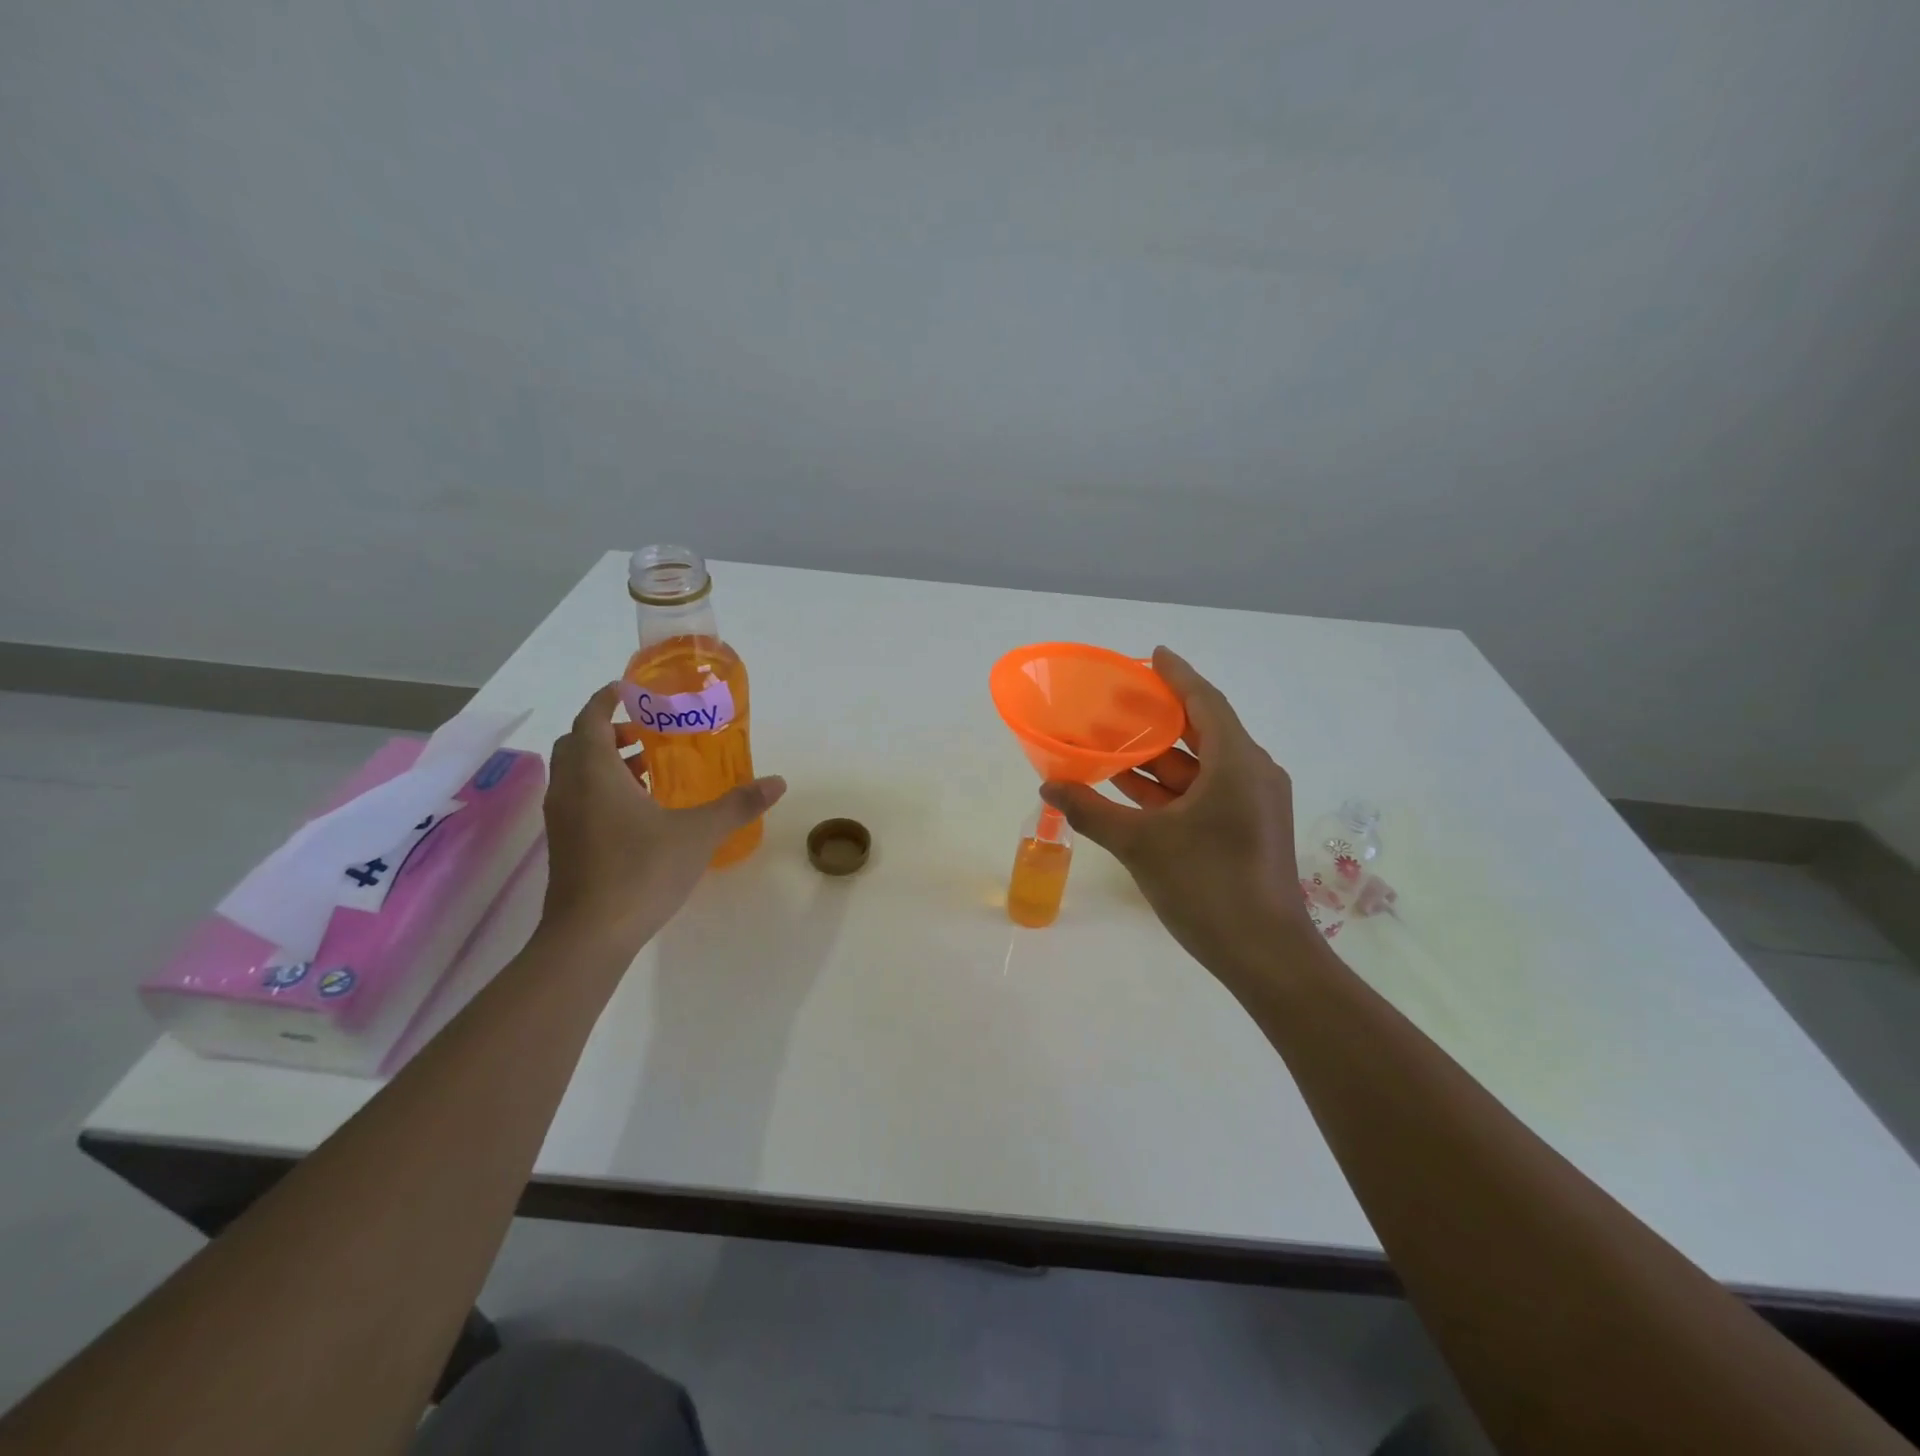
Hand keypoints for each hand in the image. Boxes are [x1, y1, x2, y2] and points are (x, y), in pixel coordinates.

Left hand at [540, 684, 785, 949]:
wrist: (590, 936)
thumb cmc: (641, 871)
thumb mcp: (699, 834)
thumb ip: (738, 804)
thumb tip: (777, 782)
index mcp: (594, 773)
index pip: (589, 718)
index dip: (606, 699)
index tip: (631, 690)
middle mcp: (570, 789)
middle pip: (577, 743)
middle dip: (608, 731)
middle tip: (647, 731)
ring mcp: (561, 820)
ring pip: (576, 774)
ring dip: (606, 762)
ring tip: (649, 769)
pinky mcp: (564, 846)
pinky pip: (579, 800)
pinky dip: (602, 790)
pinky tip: (640, 812)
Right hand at [1039, 648, 1310, 986]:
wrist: (1265, 956)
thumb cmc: (1207, 887)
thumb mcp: (1141, 845)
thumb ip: (1091, 811)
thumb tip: (1048, 786)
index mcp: (1237, 763)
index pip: (1204, 701)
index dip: (1177, 675)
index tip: (1151, 655)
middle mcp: (1252, 774)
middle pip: (1202, 730)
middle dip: (1159, 718)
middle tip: (1117, 703)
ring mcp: (1253, 805)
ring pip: (1202, 766)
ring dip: (1159, 758)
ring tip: (1113, 745)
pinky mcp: (1248, 830)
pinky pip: (1206, 792)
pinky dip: (1171, 788)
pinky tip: (1131, 792)